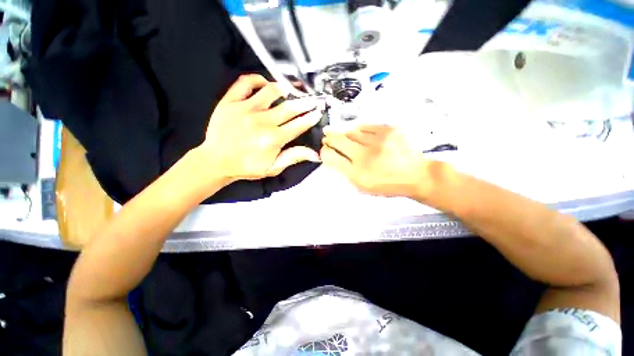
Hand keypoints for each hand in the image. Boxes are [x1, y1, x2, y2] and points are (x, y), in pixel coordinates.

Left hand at [196, 74, 322, 182]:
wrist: (216, 161)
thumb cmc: (246, 166)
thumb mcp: (273, 168)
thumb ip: (293, 157)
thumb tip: (313, 153)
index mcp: (273, 139)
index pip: (298, 125)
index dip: (310, 118)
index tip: (317, 112)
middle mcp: (262, 122)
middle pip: (290, 107)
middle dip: (305, 103)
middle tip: (312, 100)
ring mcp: (245, 109)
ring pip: (271, 91)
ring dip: (284, 89)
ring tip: (290, 91)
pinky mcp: (230, 102)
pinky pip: (246, 83)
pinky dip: (258, 79)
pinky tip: (265, 84)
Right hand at [321, 125, 428, 197]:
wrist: (416, 175)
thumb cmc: (387, 184)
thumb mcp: (363, 186)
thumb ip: (346, 171)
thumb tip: (333, 156)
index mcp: (357, 174)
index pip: (331, 157)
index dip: (324, 151)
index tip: (325, 149)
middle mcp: (365, 156)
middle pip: (337, 140)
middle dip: (329, 138)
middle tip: (328, 138)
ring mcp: (377, 141)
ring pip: (351, 131)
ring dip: (345, 135)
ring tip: (346, 137)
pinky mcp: (389, 130)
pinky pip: (366, 126)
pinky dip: (360, 130)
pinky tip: (360, 134)